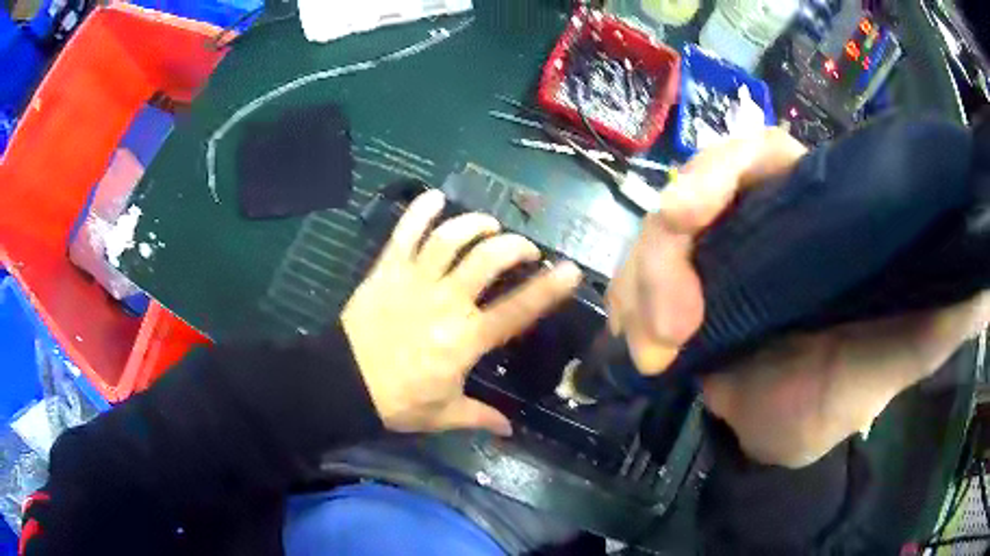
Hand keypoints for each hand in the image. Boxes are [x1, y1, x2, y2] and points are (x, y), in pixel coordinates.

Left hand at [341, 189, 582, 435]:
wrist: (342, 383)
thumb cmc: (396, 400)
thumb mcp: (443, 415)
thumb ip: (480, 416)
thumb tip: (509, 428)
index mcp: (465, 339)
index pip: (518, 309)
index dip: (548, 288)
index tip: (569, 269)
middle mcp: (446, 302)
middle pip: (488, 259)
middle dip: (514, 246)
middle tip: (523, 247)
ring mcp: (414, 281)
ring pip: (451, 238)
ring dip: (476, 224)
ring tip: (489, 224)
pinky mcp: (387, 270)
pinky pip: (405, 233)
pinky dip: (420, 211)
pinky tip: (436, 197)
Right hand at [607, 127, 988, 466]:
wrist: (787, 441)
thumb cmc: (845, 396)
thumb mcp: (898, 355)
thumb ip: (939, 318)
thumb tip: (980, 285)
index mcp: (808, 218)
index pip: (756, 156)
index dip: (721, 168)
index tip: (695, 214)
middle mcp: (755, 225)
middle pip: (688, 195)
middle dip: (665, 250)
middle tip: (671, 326)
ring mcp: (710, 262)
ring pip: (651, 242)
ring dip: (639, 289)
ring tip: (654, 354)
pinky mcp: (675, 300)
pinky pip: (632, 286)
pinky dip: (625, 312)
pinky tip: (639, 354)